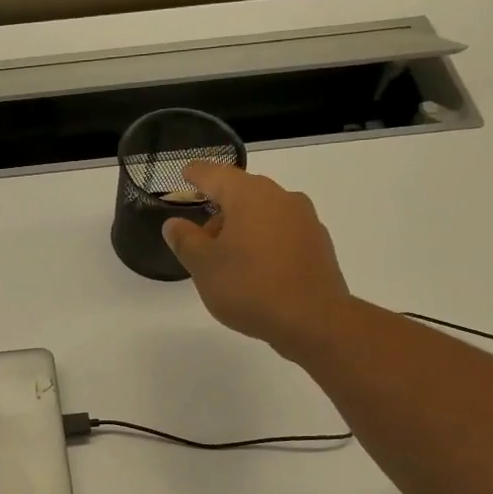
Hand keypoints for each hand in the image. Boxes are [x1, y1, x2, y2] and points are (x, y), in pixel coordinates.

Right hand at [162, 162, 352, 360]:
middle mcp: (280, 197)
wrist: (314, 320)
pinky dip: (264, 240)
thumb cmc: (250, 287)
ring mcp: (304, 219)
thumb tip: (174, 224)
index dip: (197, 174)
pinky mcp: (318, 243)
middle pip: (242, 192)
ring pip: (264, 212)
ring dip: (242, 226)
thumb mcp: (204, 266)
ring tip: (227, 257)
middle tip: (200, 235)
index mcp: (249, 196)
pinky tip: (256, 267)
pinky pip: (282, 231)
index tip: (185, 173)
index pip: (215, 174)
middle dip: (219, 208)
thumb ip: (186, 240)